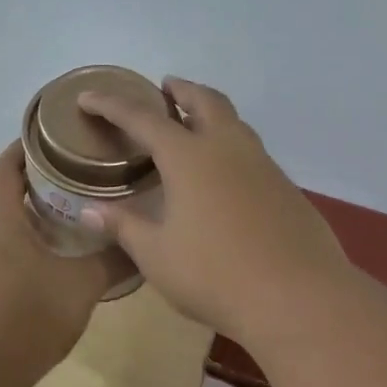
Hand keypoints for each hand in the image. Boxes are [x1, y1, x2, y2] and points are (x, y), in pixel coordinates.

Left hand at [0, 144, 131, 379]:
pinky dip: (19, 243)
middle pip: (1, 194)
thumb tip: (142, 247)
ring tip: (65, 215)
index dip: (24, 148)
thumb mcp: (83, 285)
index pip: (5, 167)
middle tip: (72, 178)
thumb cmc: (32, 314)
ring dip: (26, 216)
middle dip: (32, 182)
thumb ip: (114, 261)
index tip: (52, 138)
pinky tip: (48, 259)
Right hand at [76, 78, 353, 339]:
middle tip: (164, 89)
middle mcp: (228, 149)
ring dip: (211, 113)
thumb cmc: (214, 275)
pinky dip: (231, 146)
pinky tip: (225, 176)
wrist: (297, 297)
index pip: (142, 118)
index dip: (111, 105)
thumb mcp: (157, 255)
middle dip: (181, 90)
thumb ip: (124, 226)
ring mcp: (263, 165)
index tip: (88, 97)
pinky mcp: (286, 188)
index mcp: (189, 157)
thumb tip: (89, 211)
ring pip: (235, 122)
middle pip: (204, 100)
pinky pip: (252, 152)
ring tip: (194, 125)